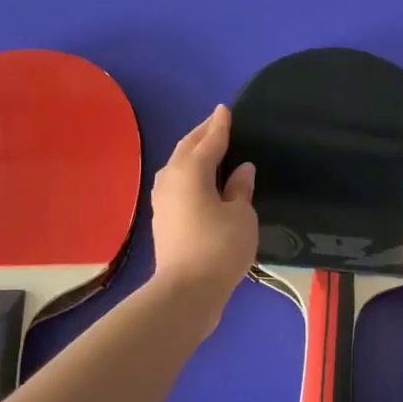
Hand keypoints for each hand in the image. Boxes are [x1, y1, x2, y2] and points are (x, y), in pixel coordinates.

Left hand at [150, 105, 257, 310]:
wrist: (185, 292)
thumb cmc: (219, 248)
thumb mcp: (241, 216)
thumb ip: (240, 189)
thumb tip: (241, 170)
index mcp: (192, 170)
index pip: (210, 140)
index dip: (220, 125)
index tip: (225, 110)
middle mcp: (171, 178)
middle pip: (187, 148)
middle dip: (202, 134)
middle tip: (217, 123)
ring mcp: (162, 199)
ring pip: (177, 165)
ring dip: (192, 153)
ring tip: (208, 148)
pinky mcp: (161, 218)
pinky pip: (176, 182)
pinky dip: (188, 173)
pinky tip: (199, 179)